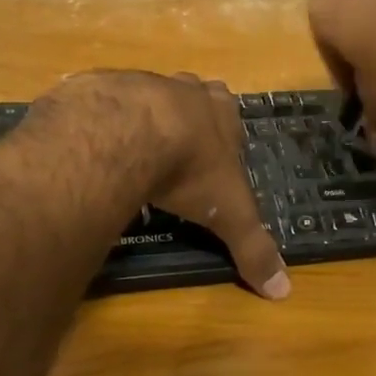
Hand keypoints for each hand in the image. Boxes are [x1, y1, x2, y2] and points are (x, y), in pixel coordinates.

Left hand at [49, 71, 290, 299]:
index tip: (214, 153)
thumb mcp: (228, 214)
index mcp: (219, 112)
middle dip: (185, 115)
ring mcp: (139, 83)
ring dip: (141, 116)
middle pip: (190, 94)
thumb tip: (283, 291)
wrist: (128, 132)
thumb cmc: (190, 169)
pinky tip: (93, 144)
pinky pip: (100, 100)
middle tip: (174, 147)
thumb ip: (253, 248)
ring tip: (130, 148)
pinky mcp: (98, 88)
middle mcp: (183, 90)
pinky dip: (99, 120)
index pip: (230, 112)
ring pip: (145, 94)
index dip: (223, 132)